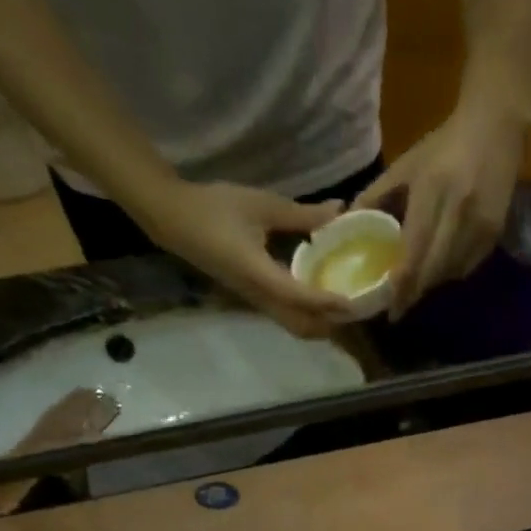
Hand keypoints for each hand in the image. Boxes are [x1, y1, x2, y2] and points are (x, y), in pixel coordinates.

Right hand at [140, 180, 357, 338]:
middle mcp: (259, 296)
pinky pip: (286, 315)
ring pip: (294, 324)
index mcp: (258, 274)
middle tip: (357, 308)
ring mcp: (255, 300)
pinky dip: (308, 313)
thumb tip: (339, 212)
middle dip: (330, 323)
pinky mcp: (254, 297)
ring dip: (320, 322)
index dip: (327, 302)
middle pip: (301, 326)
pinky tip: (322, 295)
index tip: (353, 302)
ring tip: (345, 305)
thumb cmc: (215, 207)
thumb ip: (302, 214)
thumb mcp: (261, 205)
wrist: (173, 219)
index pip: (299, 297)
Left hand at [354, 100, 525, 317]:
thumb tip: (348, 224)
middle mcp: (458, 213)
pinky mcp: (494, 234)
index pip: (414, 253)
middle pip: (433, 271)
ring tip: (415, 288)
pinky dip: (450, 274)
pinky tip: (438, 269)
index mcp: (432, 192)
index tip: (390, 309)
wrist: (496, 127)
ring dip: (431, 285)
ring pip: (450, 273)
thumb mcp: (406, 164)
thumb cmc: (444, 145)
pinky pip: (467, 267)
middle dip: (414, 293)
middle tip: (398, 306)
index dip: (402, 286)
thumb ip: (377, 195)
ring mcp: (480, 226)